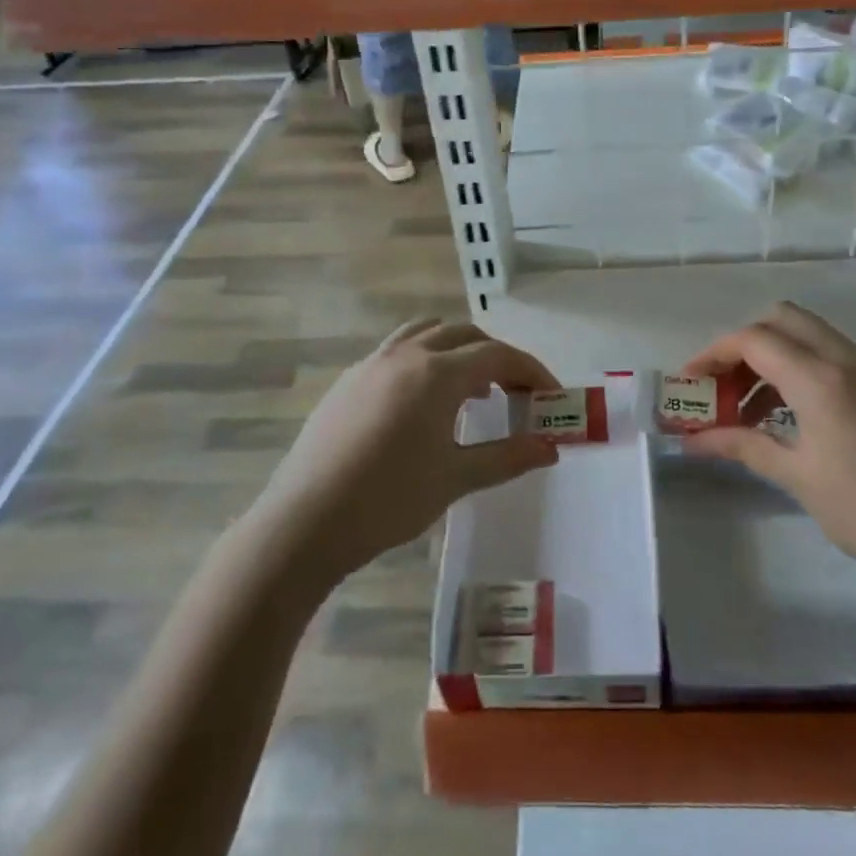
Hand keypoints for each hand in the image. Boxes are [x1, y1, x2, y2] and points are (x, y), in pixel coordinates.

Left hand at [255, 319, 560, 580]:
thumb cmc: (389, 500)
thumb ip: (507, 457)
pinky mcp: (348, 381)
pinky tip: (421, 404)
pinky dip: (424, 360)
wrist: (305, 522)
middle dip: (496, 357)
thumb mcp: (455, 479)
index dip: (530, 370)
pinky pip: (397, 351)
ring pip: (426, 333)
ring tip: (470, 389)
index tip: (550, 393)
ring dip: (457, 350)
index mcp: (437, 373)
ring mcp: (372, 363)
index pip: (497, 354)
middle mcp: (406, 355)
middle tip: (514, 392)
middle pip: (464, 335)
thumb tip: (550, 448)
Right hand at [681, 302, 855, 607]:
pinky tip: (791, 416)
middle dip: (743, 344)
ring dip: (772, 356)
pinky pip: (831, 356)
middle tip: (722, 385)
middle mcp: (846, 359)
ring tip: (750, 409)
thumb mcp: (798, 477)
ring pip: (808, 335)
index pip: (754, 339)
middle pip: (781, 319)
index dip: (713, 354)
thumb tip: (693, 440)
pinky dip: (800, 368)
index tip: (690, 382)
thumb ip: (742, 446)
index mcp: (820, 378)